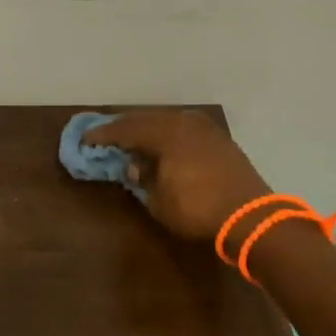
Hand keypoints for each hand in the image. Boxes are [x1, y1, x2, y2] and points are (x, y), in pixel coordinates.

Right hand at [82, 110, 271, 240]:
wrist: (250, 216)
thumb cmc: (197, 209)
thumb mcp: (159, 200)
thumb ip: (143, 178)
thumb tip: (135, 166)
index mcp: (165, 133)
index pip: (126, 130)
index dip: (104, 135)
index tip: (85, 140)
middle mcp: (184, 123)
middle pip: (147, 119)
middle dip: (125, 128)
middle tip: (106, 136)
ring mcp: (206, 129)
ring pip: (168, 121)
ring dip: (148, 129)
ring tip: (133, 139)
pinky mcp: (220, 140)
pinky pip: (185, 129)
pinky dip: (169, 134)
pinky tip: (163, 145)